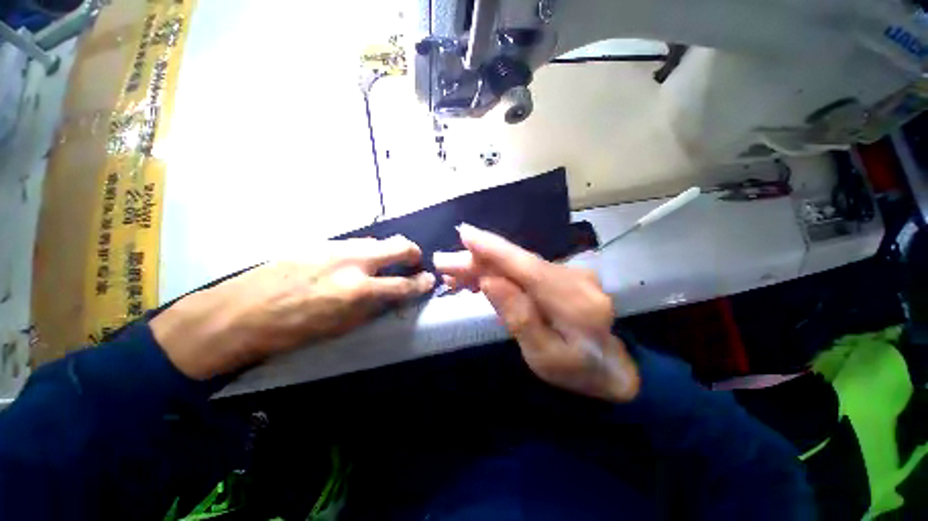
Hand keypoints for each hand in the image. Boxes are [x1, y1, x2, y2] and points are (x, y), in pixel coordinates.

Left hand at [151, 236, 434, 379]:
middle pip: (398, 245)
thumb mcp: (340, 328)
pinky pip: (354, 243)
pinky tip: (355, 264)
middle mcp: (353, 262)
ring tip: (383, 266)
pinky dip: (365, 252)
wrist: (239, 313)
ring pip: (376, 241)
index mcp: (358, 290)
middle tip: (414, 262)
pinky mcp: (320, 242)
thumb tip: (392, 295)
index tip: (429, 280)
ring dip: (387, 252)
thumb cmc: (292, 331)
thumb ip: (373, 307)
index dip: (422, 283)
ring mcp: (336, 247)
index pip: (404, 284)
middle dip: (413, 253)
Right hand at [434, 224, 639, 401]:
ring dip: (484, 266)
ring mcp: (568, 273)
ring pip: (517, 263)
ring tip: (453, 273)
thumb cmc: (576, 371)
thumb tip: (489, 280)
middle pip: (517, 262)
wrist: (609, 367)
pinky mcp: (560, 275)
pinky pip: (523, 269)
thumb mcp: (543, 356)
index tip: (464, 233)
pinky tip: (476, 276)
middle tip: (444, 263)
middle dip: (478, 260)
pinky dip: (499, 271)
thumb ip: (519, 317)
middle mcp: (574, 278)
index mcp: (574, 302)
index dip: (494, 248)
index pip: (527, 266)